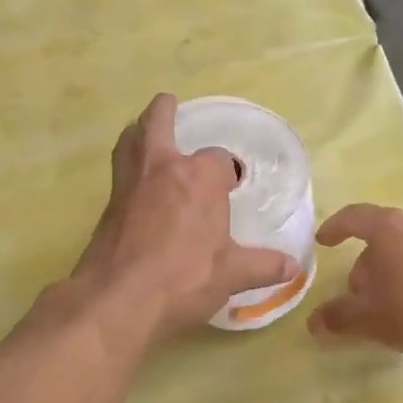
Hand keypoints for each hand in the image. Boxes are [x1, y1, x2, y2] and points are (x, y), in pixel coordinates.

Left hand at [71, 94, 301, 337]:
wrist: (119, 299)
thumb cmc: (183, 279)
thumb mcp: (231, 275)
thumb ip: (263, 266)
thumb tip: (294, 267)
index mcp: (200, 178)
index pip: (219, 161)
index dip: (227, 173)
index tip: (232, 188)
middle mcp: (163, 168)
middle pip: (158, 123)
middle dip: (165, 111)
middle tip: (168, 103)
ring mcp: (130, 184)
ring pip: (131, 141)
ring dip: (138, 130)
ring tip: (144, 130)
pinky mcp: (109, 205)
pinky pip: (119, 170)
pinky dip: (127, 163)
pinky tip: (135, 182)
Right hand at [308, 203, 402, 358]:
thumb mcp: (368, 319)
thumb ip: (338, 318)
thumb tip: (314, 323)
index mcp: (388, 229)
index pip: (354, 217)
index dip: (335, 227)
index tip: (322, 241)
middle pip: (380, 237)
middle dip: (364, 263)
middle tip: (356, 293)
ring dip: (389, 272)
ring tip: (385, 304)